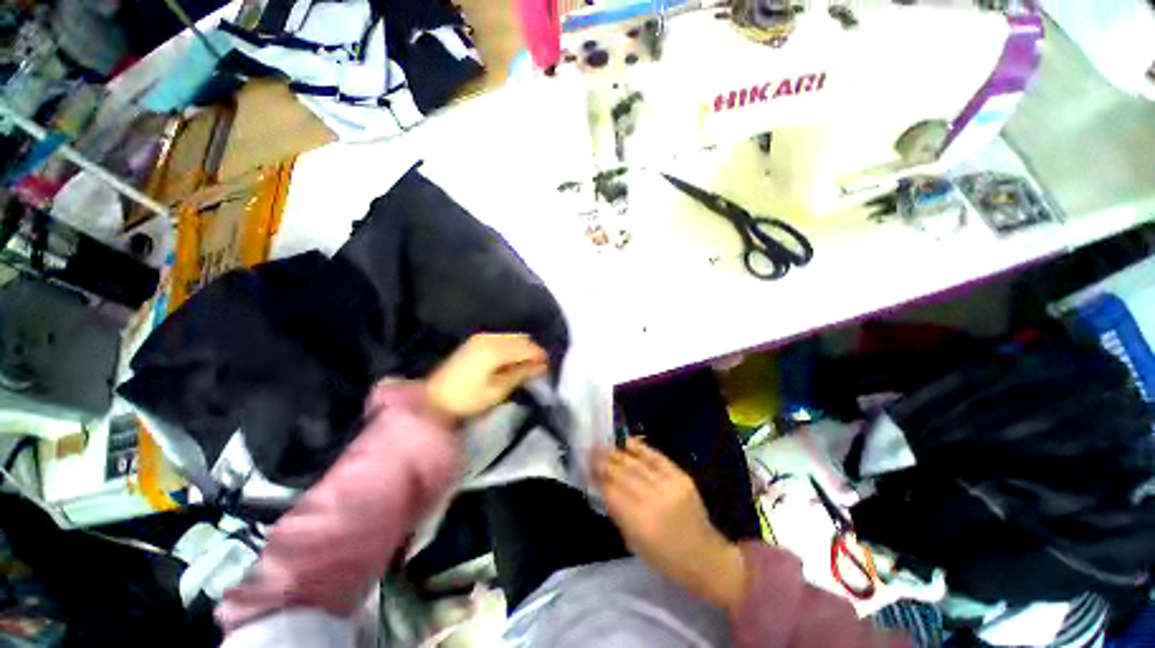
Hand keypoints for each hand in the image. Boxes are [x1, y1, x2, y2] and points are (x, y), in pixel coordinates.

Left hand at [426, 333, 547, 423]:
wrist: (433, 399)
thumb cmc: (467, 399)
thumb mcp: (498, 390)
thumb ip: (521, 374)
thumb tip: (541, 366)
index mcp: (496, 350)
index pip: (528, 347)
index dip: (541, 357)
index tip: (547, 369)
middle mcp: (490, 337)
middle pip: (522, 338)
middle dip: (532, 351)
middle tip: (537, 369)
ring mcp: (481, 337)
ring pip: (513, 337)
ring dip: (522, 349)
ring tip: (524, 366)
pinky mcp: (475, 341)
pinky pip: (502, 338)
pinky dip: (511, 347)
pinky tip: (509, 361)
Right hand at [593, 438, 747, 613]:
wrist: (705, 556)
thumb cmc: (665, 558)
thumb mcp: (634, 543)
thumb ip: (617, 512)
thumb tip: (601, 485)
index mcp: (641, 524)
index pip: (613, 493)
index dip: (598, 476)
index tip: (586, 465)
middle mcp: (654, 501)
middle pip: (623, 475)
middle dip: (604, 461)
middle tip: (591, 449)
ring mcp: (670, 485)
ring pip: (636, 464)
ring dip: (617, 453)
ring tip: (603, 444)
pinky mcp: (681, 476)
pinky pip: (656, 457)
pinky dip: (639, 448)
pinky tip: (626, 441)